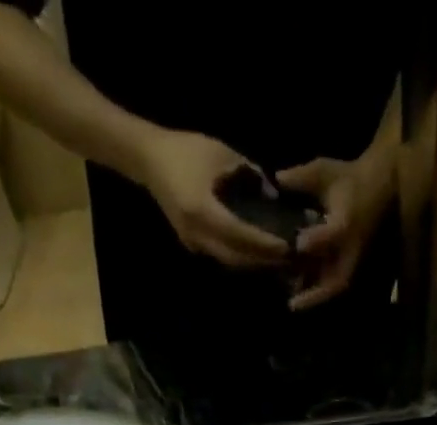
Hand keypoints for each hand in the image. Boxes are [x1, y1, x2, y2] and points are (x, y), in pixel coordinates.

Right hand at [133, 129, 291, 268]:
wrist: (149, 159)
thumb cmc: (186, 150)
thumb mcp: (221, 153)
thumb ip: (249, 174)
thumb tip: (272, 195)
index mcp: (202, 209)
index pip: (239, 234)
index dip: (263, 243)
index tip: (286, 246)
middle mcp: (197, 234)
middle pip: (235, 258)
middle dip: (261, 260)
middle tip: (287, 259)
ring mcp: (192, 243)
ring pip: (228, 261)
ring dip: (251, 263)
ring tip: (275, 259)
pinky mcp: (192, 244)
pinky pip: (220, 256)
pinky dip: (239, 257)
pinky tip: (255, 253)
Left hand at [277, 147, 395, 310]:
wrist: (377, 187)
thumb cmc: (349, 178)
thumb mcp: (325, 171)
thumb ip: (301, 177)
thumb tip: (276, 179)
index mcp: (347, 219)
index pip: (334, 233)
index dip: (318, 239)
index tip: (299, 244)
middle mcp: (351, 246)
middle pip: (338, 278)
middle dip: (316, 293)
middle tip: (293, 304)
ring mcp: (352, 259)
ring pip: (335, 285)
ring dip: (315, 297)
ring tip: (293, 304)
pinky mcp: (351, 264)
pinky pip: (334, 283)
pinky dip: (318, 292)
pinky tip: (298, 296)